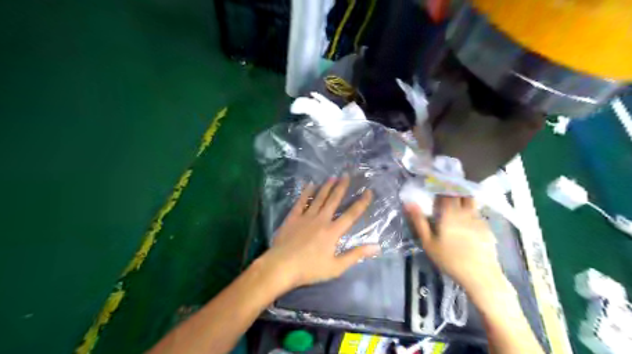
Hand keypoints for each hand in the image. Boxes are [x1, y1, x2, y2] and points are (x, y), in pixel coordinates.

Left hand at [261, 176, 379, 290]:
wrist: (281, 266)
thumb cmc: (310, 269)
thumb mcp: (336, 267)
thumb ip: (355, 255)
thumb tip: (376, 246)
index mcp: (333, 231)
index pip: (351, 214)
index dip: (361, 203)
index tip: (368, 191)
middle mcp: (321, 219)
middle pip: (333, 200)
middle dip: (341, 187)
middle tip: (346, 175)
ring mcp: (306, 217)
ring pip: (319, 198)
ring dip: (326, 187)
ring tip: (332, 177)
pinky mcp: (293, 217)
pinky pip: (301, 202)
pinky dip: (306, 192)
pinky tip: (310, 185)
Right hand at [408, 198, 509, 300]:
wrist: (481, 275)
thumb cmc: (450, 259)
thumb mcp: (428, 242)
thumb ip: (419, 221)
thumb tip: (409, 203)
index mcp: (450, 213)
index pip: (446, 192)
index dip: (440, 188)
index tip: (434, 190)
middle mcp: (465, 212)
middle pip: (460, 193)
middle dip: (452, 191)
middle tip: (444, 197)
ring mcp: (479, 219)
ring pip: (471, 201)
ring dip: (463, 199)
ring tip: (455, 206)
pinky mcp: (487, 227)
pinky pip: (477, 213)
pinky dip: (470, 211)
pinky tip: (466, 222)